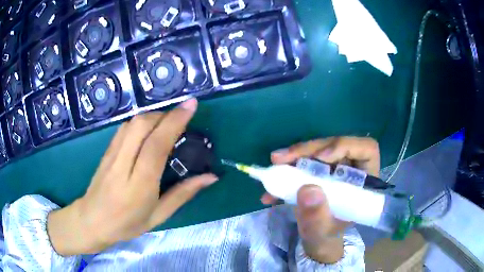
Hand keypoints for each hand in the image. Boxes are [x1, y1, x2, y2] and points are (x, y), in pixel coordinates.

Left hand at [47, 99, 217, 255]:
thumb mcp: (158, 216)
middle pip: (142, 125)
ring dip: (153, 116)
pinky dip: (140, 122)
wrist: (92, 221)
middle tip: (181, 116)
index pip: (156, 145)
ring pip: (132, 123)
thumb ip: (183, 194)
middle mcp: (123, 164)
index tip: (191, 105)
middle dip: (164, 114)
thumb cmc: (127, 224)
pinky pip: (124, 128)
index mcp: (139, 185)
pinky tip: (148, 129)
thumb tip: (210, 177)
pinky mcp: (106, 151)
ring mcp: (111, 155)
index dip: (175, 121)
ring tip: (167, 122)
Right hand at [262, 137, 379, 262]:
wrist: (316, 237)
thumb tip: (307, 189)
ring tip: (275, 163)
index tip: (322, 156)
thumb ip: (317, 216)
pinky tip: (271, 185)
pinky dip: (287, 167)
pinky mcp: (319, 169)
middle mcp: (352, 169)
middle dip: (309, 150)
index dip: (346, 146)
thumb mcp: (321, 231)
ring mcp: (334, 167)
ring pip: (318, 149)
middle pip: (336, 145)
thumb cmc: (326, 235)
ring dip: (295, 155)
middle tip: (282, 158)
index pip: (366, 149)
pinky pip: (304, 159)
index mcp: (364, 182)